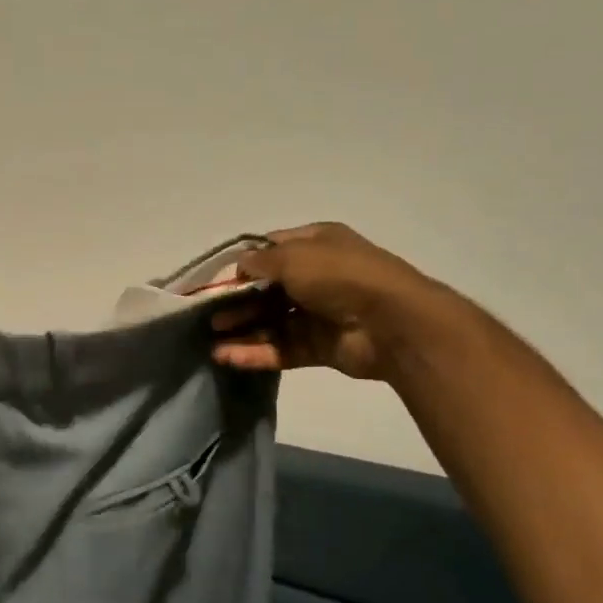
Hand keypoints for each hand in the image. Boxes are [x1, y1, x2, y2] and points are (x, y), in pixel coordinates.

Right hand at [211, 223, 441, 379]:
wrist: (392, 323)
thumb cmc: (340, 276)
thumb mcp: (294, 256)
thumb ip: (260, 262)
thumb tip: (239, 266)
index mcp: (316, 245)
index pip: (271, 250)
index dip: (243, 264)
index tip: (217, 280)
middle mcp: (316, 276)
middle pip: (267, 290)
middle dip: (237, 301)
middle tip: (210, 315)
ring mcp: (318, 313)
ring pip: (271, 322)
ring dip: (241, 330)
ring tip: (213, 340)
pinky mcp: (318, 346)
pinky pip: (281, 348)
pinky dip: (255, 353)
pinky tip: (228, 357)